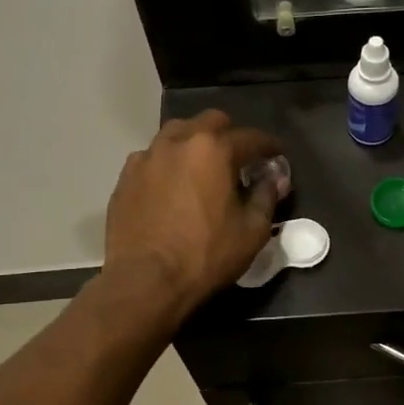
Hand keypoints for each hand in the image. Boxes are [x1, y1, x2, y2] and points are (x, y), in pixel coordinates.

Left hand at [104, 111, 288, 316]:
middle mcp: (178, 142)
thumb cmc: (206, 255)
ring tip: (202, 167)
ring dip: (195, 143)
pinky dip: (168, 164)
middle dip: (230, 134)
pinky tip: (172, 186)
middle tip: (239, 158)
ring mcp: (146, 157)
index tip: (278, 155)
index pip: (251, 137)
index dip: (270, 146)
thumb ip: (266, 196)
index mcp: (213, 149)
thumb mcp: (252, 231)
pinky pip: (152, 158)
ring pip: (176, 134)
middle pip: (209, 122)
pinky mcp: (125, 178)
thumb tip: (274, 177)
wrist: (145, 281)